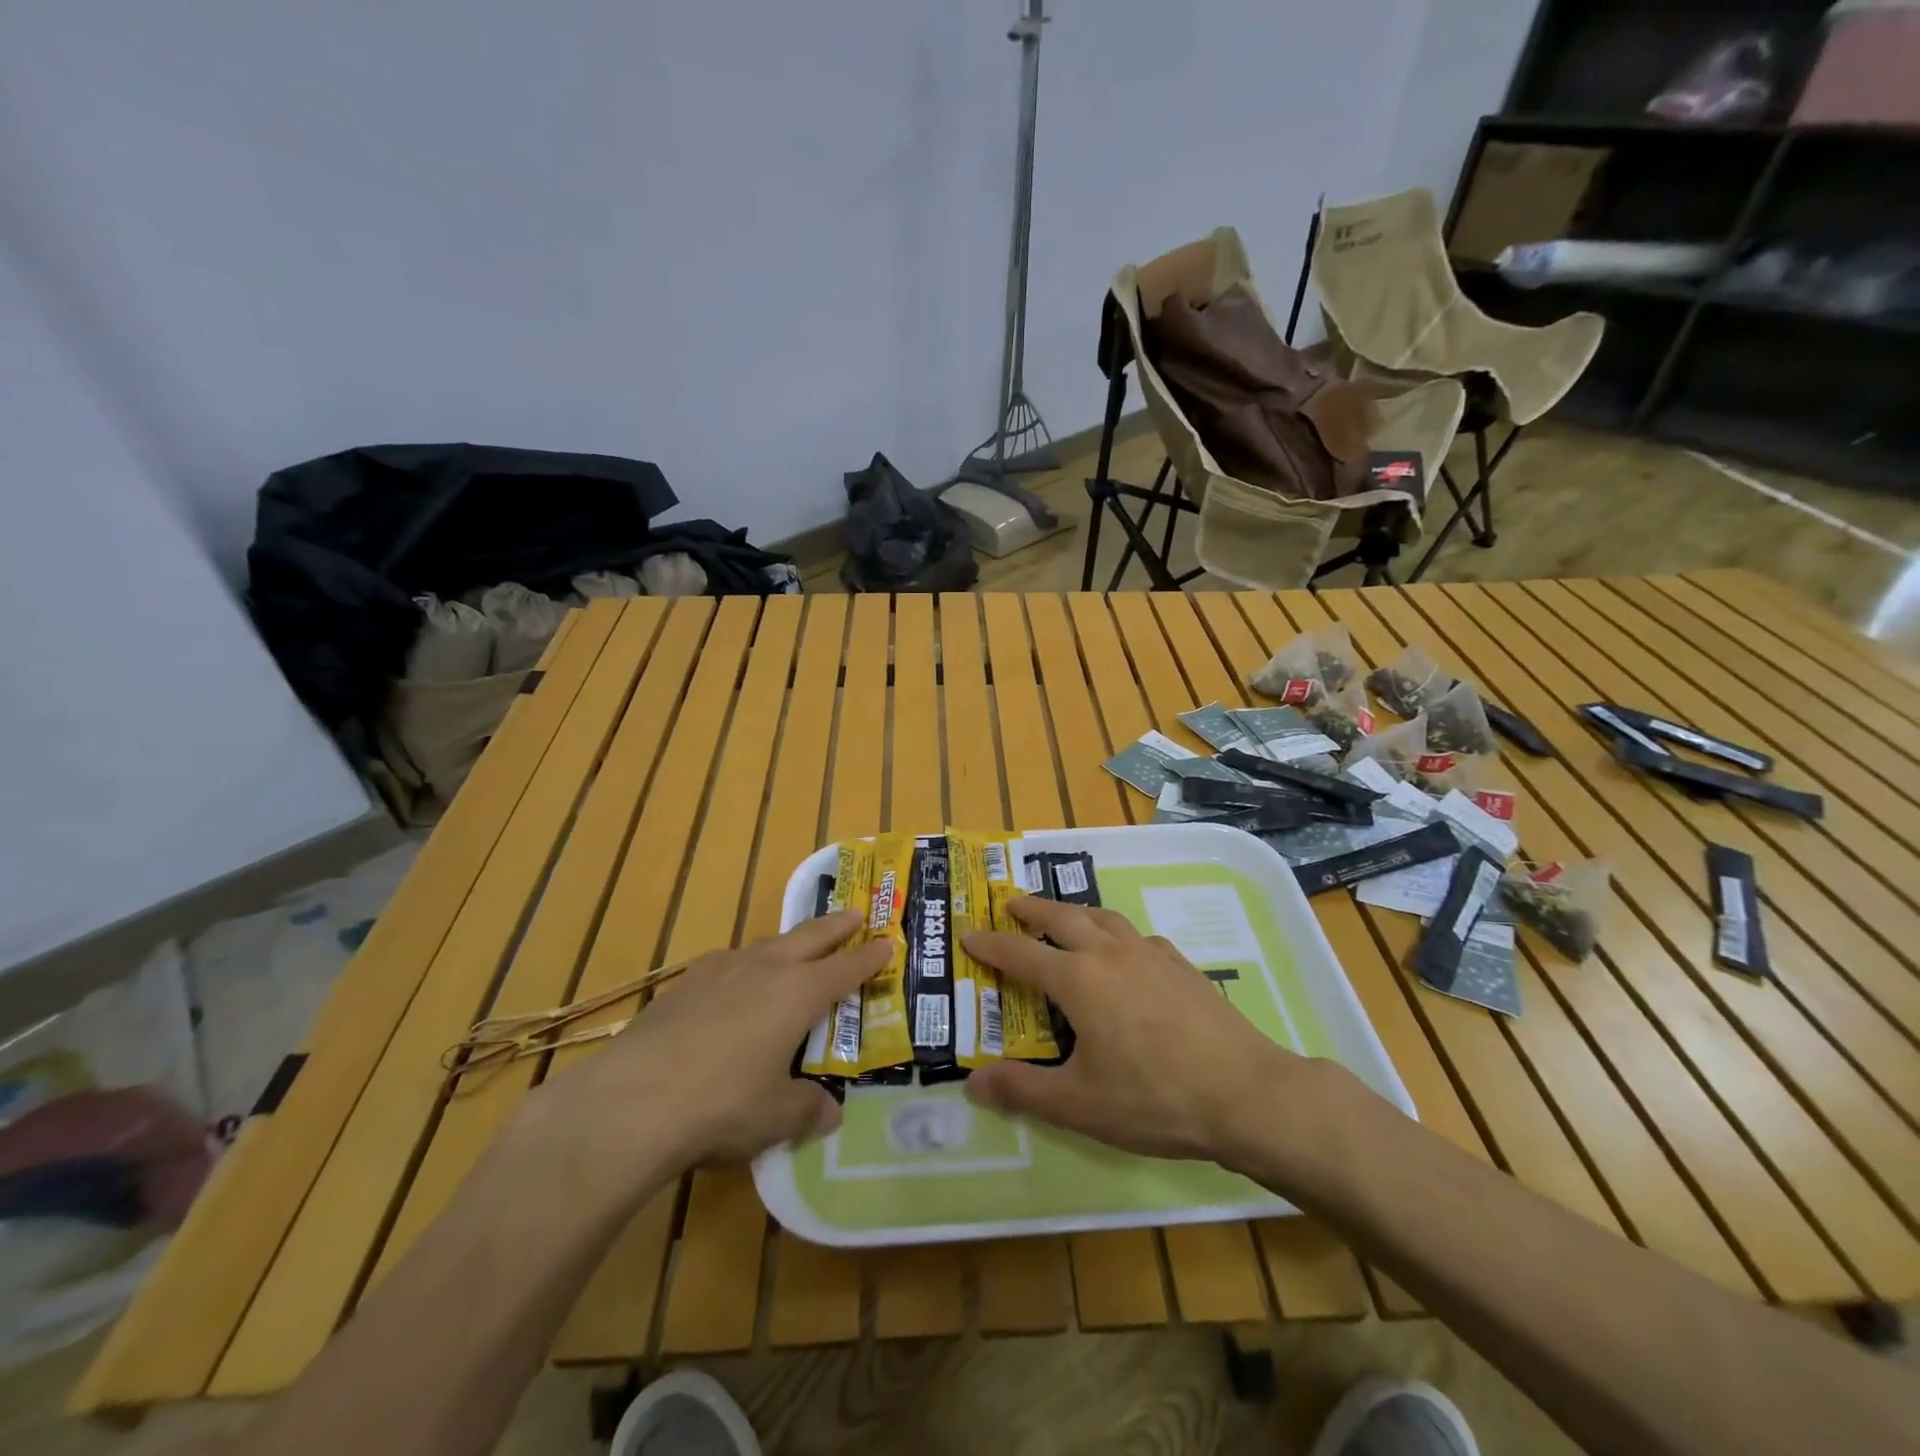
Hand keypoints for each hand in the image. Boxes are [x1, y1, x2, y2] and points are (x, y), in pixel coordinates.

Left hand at [526, 911, 888, 1181]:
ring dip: (788, 943)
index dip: (870, 957)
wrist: (630, 1101)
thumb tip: (831, 1113)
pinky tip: (733, 983)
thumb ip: (808, 1110)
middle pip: (809, 937)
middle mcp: (764, 970)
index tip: (888, 942)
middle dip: (836, 926)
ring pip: (766, 945)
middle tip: (855, 914)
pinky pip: (727, 964)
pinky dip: (744, 965)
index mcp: (798, 994)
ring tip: (794, 949)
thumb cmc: (721, 1106)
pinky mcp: (684, 984)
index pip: (845, 968)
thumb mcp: (775, 1117)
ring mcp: (720, 971)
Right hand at [961, 897, 1332, 1177]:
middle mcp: (1110, 955)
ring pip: (1105, 918)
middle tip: (1012, 904)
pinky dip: (1118, 935)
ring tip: (1065, 917)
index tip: (970, 935)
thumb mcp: (1079, 1104)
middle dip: (1033, 909)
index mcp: (1079, 980)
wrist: (1245, 1093)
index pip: (1022, 954)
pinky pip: (1139, 938)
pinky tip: (1127, 953)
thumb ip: (1023, 1090)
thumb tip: (973, 1084)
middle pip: (1063, 918)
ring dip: (1076, 912)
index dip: (992, 944)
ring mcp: (1151, 956)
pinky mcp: (1182, 967)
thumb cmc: (1154, 1098)